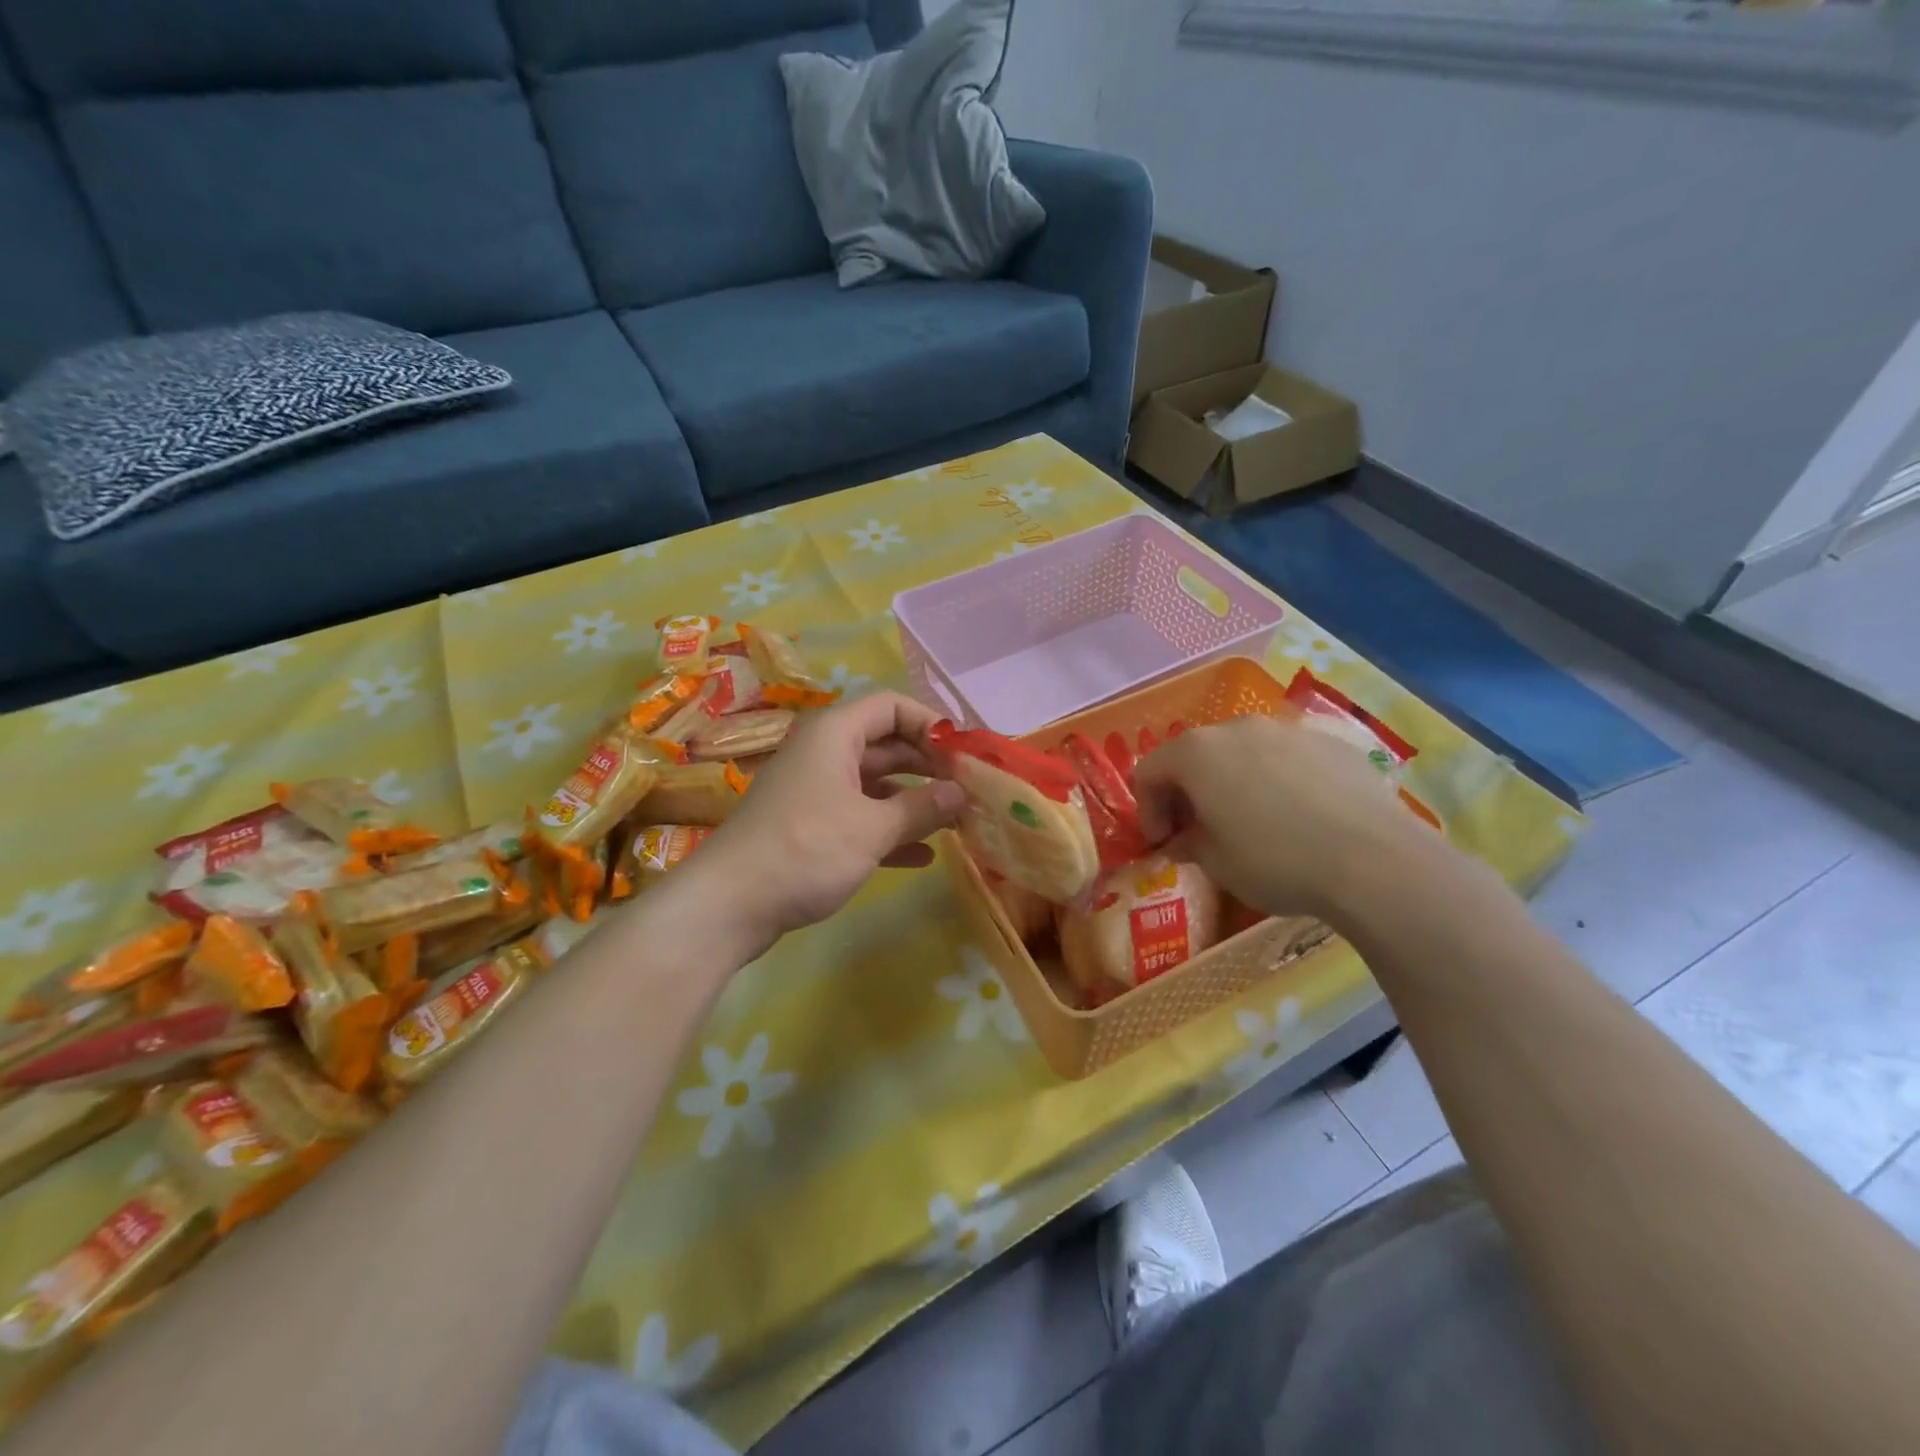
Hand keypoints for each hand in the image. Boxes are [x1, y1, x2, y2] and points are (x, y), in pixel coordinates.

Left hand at [699, 691, 965, 954]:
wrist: (729, 904)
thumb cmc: (806, 849)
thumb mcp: (872, 828)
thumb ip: (922, 807)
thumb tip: (961, 793)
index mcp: (835, 735)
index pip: (891, 707)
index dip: (931, 724)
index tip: (965, 755)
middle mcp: (824, 754)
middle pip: (886, 745)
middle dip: (928, 766)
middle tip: (969, 789)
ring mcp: (815, 792)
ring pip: (875, 785)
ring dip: (913, 801)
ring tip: (955, 822)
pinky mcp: (809, 828)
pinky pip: (858, 817)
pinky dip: (888, 830)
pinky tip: (922, 856)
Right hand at [1132, 712, 1434, 922]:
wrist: (1374, 860)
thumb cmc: (1275, 861)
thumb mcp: (1216, 863)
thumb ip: (1188, 844)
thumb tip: (1182, 840)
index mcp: (1196, 752)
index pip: (1149, 771)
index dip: (1147, 809)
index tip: (1163, 843)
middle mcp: (1237, 728)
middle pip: (1194, 755)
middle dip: (1188, 793)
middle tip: (1199, 832)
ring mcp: (1288, 729)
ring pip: (1243, 752)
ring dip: (1232, 783)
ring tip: (1252, 822)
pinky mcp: (1331, 741)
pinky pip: (1288, 757)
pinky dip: (1278, 780)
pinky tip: (1299, 816)